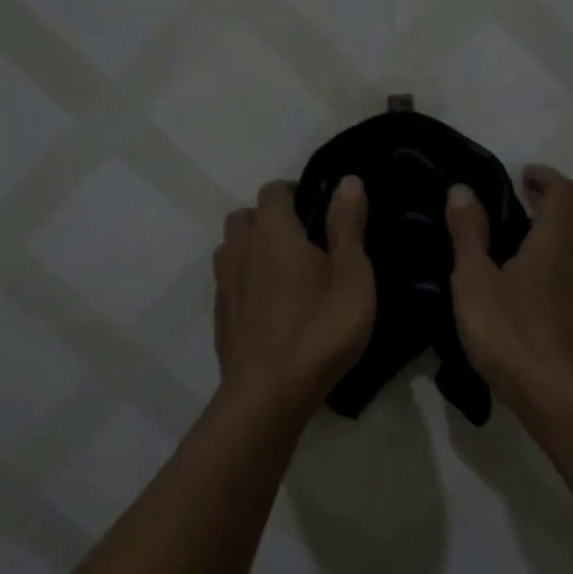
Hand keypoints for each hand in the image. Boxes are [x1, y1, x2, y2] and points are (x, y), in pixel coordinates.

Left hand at [214, 176, 374, 411]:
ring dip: (254, 249)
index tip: (319, 209)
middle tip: (305, 241)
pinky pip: (231, 283)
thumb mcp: (352, 273)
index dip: (295, 191)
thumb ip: (347, 224)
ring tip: (287, 273)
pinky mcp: (220, 317)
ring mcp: (224, 285)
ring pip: (232, 249)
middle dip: (270, 218)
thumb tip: (347, 180)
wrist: (269, 393)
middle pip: (245, 216)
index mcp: (272, 231)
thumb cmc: (320, 326)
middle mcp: (240, 249)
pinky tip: (272, 307)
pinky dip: (247, 282)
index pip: (273, 191)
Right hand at [446, 165, 572, 415]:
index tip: (524, 177)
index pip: (564, 192)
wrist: (558, 398)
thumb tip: (462, 189)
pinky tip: (558, 293)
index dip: (546, 178)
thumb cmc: (510, 334)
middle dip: (562, 206)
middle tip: (531, 211)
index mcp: (555, 243)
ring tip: (549, 248)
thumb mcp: (474, 281)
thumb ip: (468, 233)